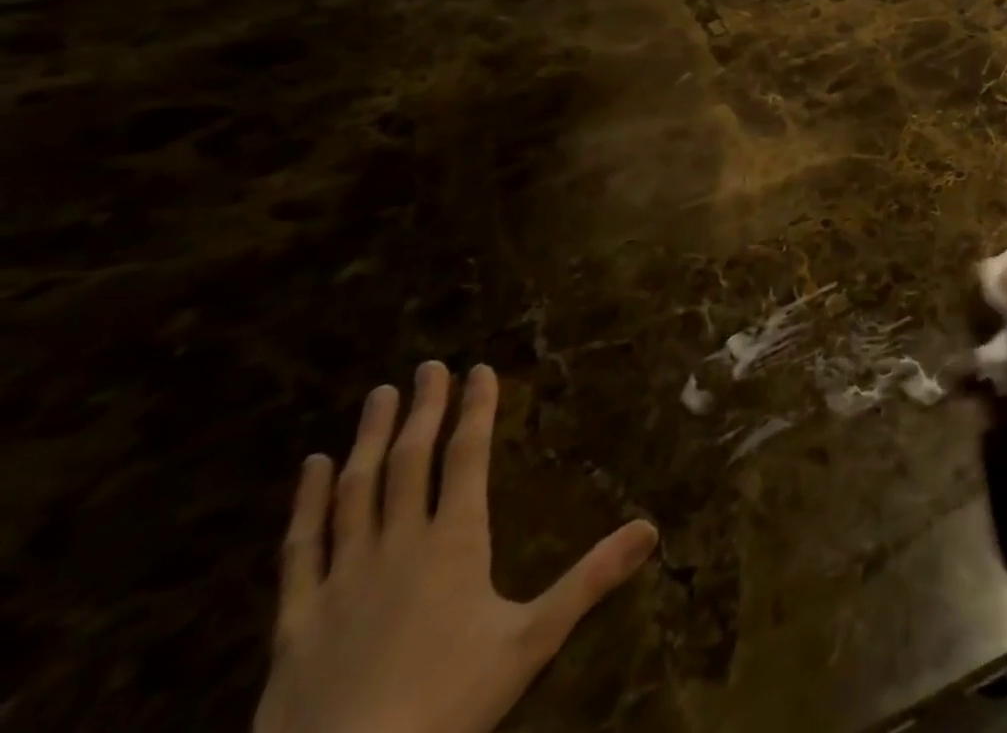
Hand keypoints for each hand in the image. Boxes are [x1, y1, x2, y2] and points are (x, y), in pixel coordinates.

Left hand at [253, 363, 658, 732]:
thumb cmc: (446, 706)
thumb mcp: (532, 642)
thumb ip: (590, 580)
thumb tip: (651, 528)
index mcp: (454, 542)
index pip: (467, 456)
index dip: (476, 409)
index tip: (480, 369)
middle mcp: (398, 544)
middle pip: (410, 460)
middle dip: (424, 409)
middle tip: (429, 366)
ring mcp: (342, 578)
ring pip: (356, 490)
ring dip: (369, 438)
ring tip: (379, 396)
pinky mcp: (296, 619)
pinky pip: (300, 547)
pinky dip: (305, 502)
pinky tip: (311, 467)